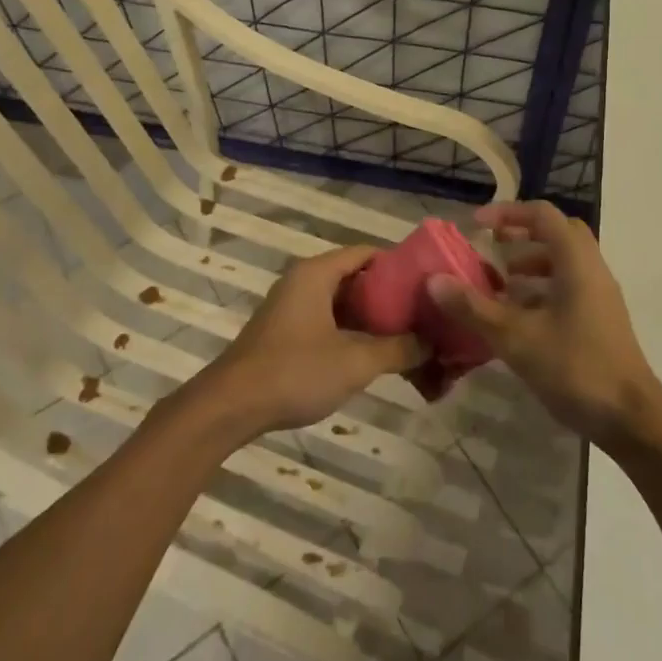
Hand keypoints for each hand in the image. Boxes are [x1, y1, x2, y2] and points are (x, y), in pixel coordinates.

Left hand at [196, 245, 420, 439]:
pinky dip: (352, 332)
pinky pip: (328, 321)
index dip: (400, 266)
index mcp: (317, 273)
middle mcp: (303, 281)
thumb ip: (398, 349)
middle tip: (423, 315)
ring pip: (343, 303)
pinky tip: (374, 356)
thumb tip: (432, 342)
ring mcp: (292, 307)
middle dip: (390, 297)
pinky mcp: (286, 332)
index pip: (367, 253)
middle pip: (356, 278)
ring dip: (372, 319)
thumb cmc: (294, 372)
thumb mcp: (355, 361)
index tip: (427, 285)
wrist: (229, 407)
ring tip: (407, 338)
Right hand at [428, 201, 661, 445]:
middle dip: (522, 235)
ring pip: (563, 262)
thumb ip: (474, 308)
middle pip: (557, 233)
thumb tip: (434, 281)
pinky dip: (541, 290)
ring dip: (530, 264)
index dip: (508, 212)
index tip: (477, 224)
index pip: (543, 215)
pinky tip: (518, 317)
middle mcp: (592, 270)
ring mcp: (599, 296)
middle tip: (492, 248)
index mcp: (576, 262)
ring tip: (499, 285)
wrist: (631, 419)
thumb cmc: (575, 368)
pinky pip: (568, 287)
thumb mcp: (516, 338)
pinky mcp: (600, 320)